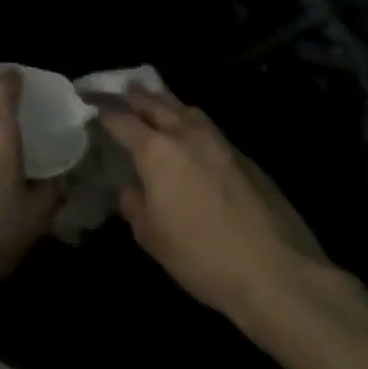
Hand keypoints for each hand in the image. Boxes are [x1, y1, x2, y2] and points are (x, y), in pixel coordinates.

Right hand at [99, 88, 328, 326]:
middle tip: (118, 91)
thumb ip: (134, 205)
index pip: (120, 119)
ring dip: (166, 103)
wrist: (280, 277)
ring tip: (155, 102)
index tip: (87, 104)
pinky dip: (193, 124)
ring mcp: (222, 145)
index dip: (101, 110)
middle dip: (133, 96)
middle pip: (155, 103)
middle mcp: (187, 137)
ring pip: (188, 110)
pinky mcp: (249, 162)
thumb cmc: (203, 256)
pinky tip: (192, 138)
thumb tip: (131, 190)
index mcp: (156, 151)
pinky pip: (211, 129)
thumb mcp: (151, 236)